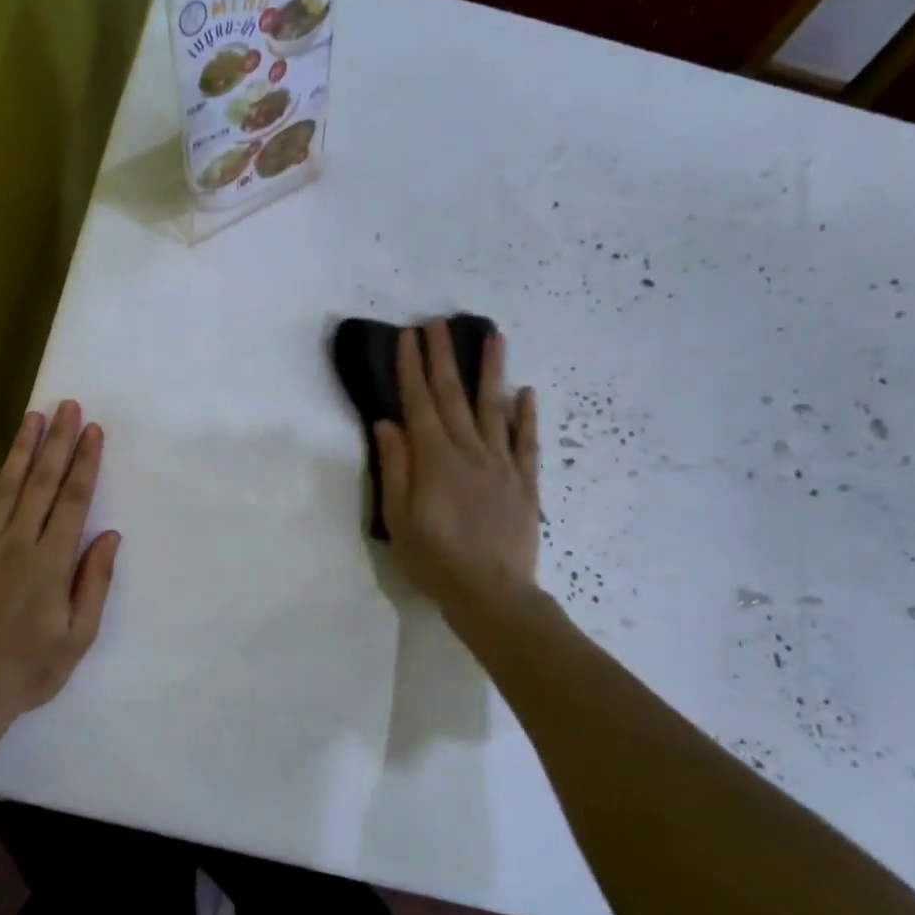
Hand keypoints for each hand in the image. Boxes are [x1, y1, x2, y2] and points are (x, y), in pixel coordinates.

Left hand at [0, 401, 120, 725]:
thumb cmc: (30, 669)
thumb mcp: (78, 636)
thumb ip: (93, 582)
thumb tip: (109, 535)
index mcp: (50, 562)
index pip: (73, 500)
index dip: (85, 463)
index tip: (93, 430)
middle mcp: (17, 543)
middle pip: (41, 483)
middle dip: (57, 442)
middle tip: (67, 406)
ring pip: (5, 488)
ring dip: (22, 451)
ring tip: (33, 417)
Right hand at [375, 321, 540, 617]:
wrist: (492, 592)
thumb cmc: (435, 558)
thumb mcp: (398, 517)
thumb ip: (395, 467)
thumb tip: (387, 423)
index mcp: (435, 459)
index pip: (419, 403)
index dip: (412, 368)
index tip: (408, 336)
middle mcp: (469, 451)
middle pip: (453, 396)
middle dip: (443, 357)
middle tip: (438, 322)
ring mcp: (502, 464)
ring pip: (494, 407)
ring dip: (490, 370)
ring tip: (492, 336)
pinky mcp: (525, 483)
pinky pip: (527, 441)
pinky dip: (526, 415)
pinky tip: (526, 392)